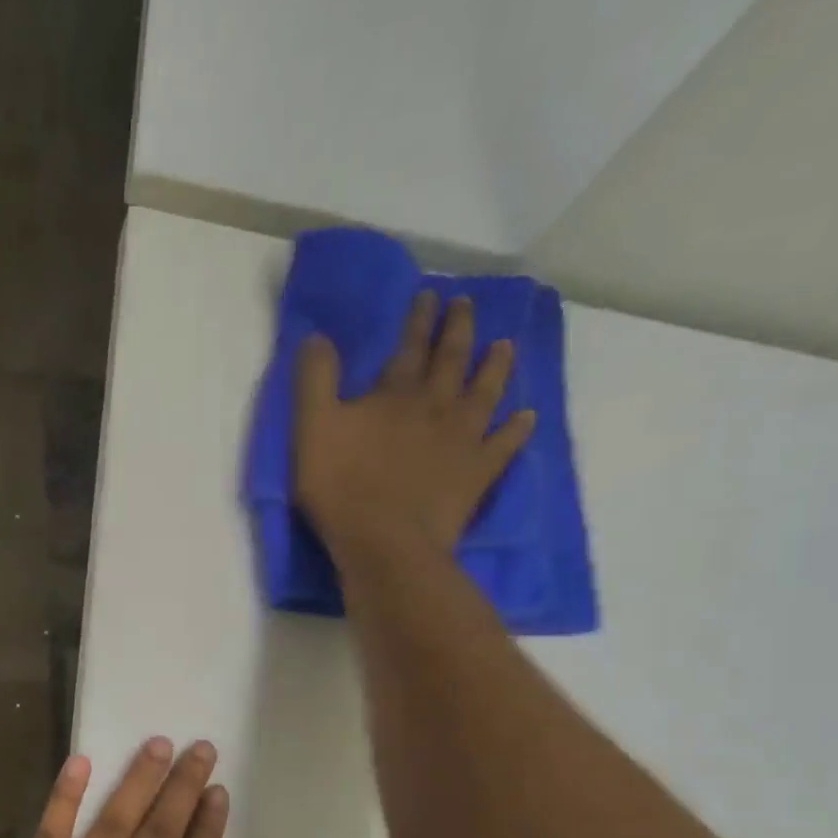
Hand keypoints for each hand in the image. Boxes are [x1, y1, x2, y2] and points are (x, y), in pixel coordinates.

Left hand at [0, 739, 243, 837]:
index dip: (207, 829)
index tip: (217, 793)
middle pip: (157, 837)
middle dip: (181, 789)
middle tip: (199, 749)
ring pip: (111, 826)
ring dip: (137, 782)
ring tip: (157, 745)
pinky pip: (48, 836)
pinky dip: (63, 798)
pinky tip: (79, 763)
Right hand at [295, 292, 536, 567]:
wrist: (385, 542)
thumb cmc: (341, 487)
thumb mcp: (311, 430)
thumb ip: (315, 382)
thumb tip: (317, 337)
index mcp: (395, 394)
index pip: (409, 346)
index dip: (418, 320)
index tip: (430, 294)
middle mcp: (436, 406)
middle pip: (452, 360)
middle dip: (459, 329)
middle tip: (468, 305)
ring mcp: (462, 439)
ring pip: (485, 392)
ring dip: (495, 366)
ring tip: (505, 345)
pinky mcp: (477, 472)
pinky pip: (504, 444)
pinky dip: (517, 428)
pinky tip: (526, 417)